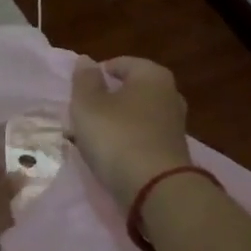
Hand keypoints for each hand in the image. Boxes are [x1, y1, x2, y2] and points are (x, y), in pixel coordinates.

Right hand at [69, 57, 192, 209]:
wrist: (156, 190)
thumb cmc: (118, 137)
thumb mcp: (89, 105)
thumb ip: (85, 80)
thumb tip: (87, 60)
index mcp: (152, 75)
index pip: (120, 64)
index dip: (96, 75)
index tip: (77, 94)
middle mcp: (169, 94)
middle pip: (128, 91)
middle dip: (104, 101)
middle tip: (79, 117)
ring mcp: (174, 125)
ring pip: (133, 116)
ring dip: (111, 124)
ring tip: (87, 139)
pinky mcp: (172, 152)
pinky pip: (140, 139)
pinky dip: (124, 143)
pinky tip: (107, 156)